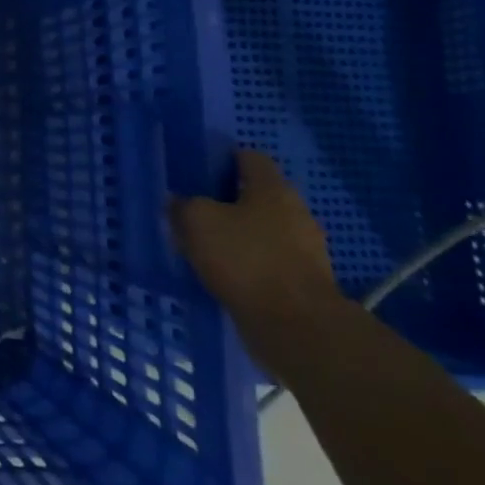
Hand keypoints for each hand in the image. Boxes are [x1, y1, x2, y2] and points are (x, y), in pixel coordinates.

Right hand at [172, 149, 344, 368]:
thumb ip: (183, 205)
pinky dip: (249, 265)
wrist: (297, 326)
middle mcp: (295, 211)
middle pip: (257, 195)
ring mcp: (305, 248)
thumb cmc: (246, 259)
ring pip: (263, 230)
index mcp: (272, 188)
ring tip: (206, 248)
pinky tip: (226, 276)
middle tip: (195, 213)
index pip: (249, 157)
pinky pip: (269, 261)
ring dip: (238, 236)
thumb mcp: (197, 222)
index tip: (197, 174)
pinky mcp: (304, 281)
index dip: (222, 160)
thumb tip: (178, 201)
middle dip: (227, 202)